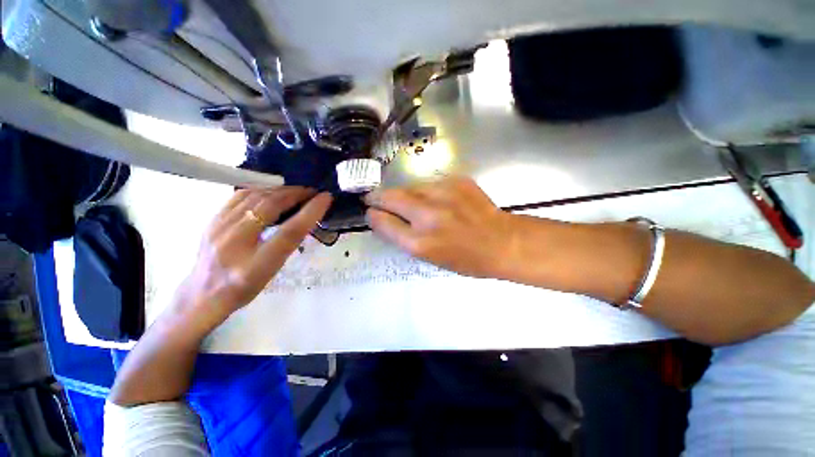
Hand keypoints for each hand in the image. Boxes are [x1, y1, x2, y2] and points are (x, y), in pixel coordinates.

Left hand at [172, 187, 331, 326]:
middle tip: (312, 191)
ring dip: (280, 190)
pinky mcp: (212, 219)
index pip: (288, 232)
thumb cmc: (243, 288)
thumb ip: (287, 245)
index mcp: (255, 265)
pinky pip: (239, 195)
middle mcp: (234, 243)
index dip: (310, 212)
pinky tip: (271, 191)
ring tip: (296, 190)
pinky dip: (261, 189)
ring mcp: (218, 228)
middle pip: (269, 207)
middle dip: (295, 194)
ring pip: (254, 197)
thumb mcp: (272, 272)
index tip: (325, 198)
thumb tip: (303, 218)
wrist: (202, 294)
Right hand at [365, 176, 514, 277]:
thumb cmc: (466, 259)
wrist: (503, 242)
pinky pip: (430, 184)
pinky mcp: (456, 181)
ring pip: (409, 187)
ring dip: (403, 194)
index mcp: (420, 243)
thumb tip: (385, 220)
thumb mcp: (430, 258)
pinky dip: (425, 191)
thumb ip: (404, 238)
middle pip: (390, 197)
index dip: (373, 216)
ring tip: (409, 202)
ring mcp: (443, 194)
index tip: (370, 212)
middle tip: (373, 198)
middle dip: (377, 197)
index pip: (383, 222)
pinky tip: (435, 199)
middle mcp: (428, 216)